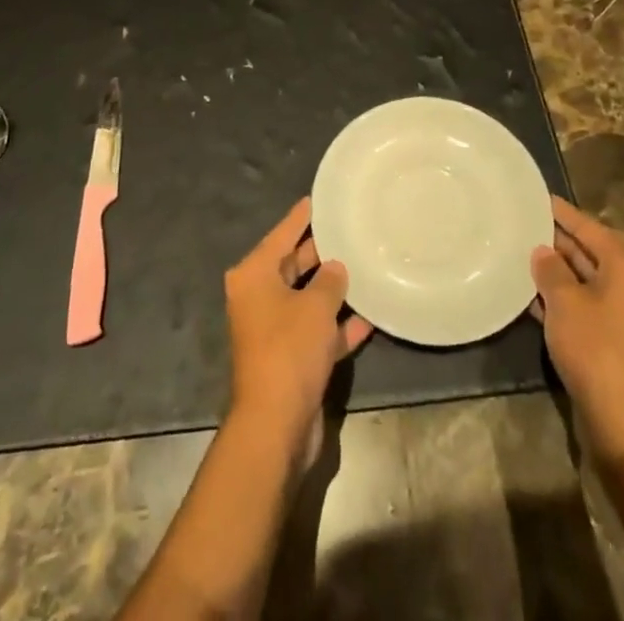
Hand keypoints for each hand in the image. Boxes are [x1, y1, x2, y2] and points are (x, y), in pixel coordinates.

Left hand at [224, 197, 373, 456]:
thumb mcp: (315, 306)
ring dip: (332, 291)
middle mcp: (258, 298)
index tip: (315, 199)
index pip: (280, 236)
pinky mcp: (291, 359)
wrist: (276, 424)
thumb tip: (336, 267)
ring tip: (363, 267)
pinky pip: (317, 332)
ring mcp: (274, 330)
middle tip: (347, 231)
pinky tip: (369, 317)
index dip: (299, 218)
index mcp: (253, 276)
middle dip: (319, 253)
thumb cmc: (289, 350)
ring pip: (306, 300)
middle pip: (292, 266)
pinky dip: (337, 326)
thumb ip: (330, 281)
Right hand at [530, 196, 623, 453]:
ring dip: (554, 269)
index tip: (532, 195)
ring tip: (515, 251)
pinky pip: (582, 302)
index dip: (558, 211)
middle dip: (554, 239)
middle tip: (517, 222)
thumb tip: (542, 250)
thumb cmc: (597, 348)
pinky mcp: (613, 336)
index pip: (586, 225)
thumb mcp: (565, 302)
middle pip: (587, 249)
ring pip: (582, 277)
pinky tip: (527, 291)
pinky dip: (559, 295)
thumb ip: (550, 269)